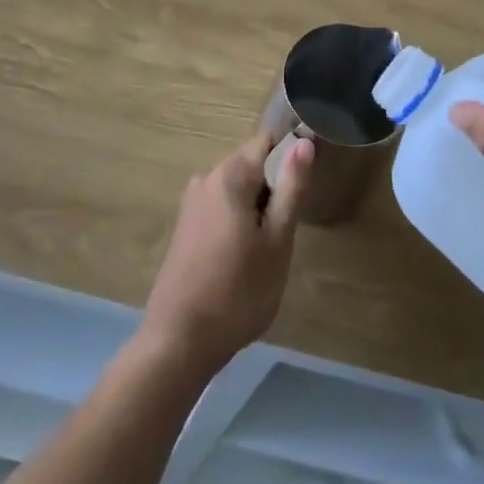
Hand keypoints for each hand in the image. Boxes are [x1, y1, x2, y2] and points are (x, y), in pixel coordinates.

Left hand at [139, 133, 312, 376]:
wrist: (179, 341)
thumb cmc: (238, 291)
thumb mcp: (277, 241)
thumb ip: (292, 188)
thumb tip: (304, 142)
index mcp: (230, 175)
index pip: (267, 142)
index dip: (291, 159)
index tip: (302, 192)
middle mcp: (207, 178)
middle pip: (252, 165)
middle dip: (273, 189)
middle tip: (285, 232)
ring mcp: (192, 202)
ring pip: (238, 189)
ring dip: (256, 209)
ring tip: (266, 251)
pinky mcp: (185, 226)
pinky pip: (221, 207)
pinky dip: (238, 222)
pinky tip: (242, 259)